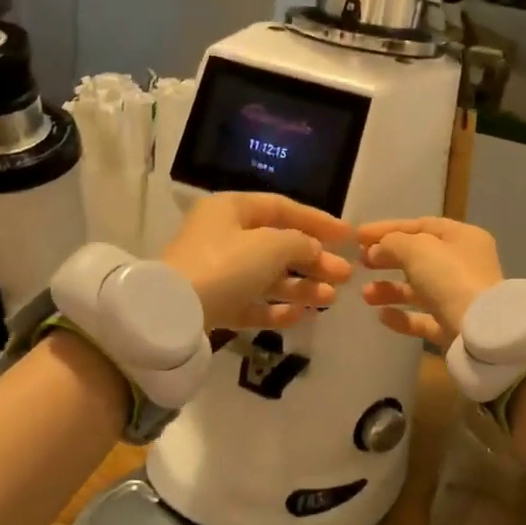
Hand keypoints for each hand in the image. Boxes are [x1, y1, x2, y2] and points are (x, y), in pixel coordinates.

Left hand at [162, 193, 352, 329]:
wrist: (176, 311)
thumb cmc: (226, 265)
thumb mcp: (271, 245)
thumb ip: (301, 243)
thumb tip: (315, 249)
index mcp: (232, 209)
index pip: (282, 208)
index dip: (318, 221)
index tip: (349, 236)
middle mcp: (223, 236)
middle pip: (277, 246)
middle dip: (314, 261)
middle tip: (345, 276)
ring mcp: (218, 273)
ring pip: (267, 278)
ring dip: (301, 287)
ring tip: (331, 299)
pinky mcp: (215, 305)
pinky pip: (251, 304)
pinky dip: (275, 309)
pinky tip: (300, 316)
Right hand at [358, 218, 503, 347]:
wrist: (480, 332)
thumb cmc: (451, 278)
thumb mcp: (418, 249)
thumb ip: (392, 243)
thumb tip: (375, 251)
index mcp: (462, 237)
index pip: (420, 225)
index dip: (387, 229)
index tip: (357, 237)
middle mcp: (464, 264)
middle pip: (419, 257)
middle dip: (387, 260)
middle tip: (359, 264)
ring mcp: (459, 297)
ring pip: (418, 289)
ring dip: (389, 290)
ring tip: (366, 295)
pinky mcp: (453, 326)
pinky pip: (422, 318)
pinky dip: (402, 316)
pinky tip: (382, 316)